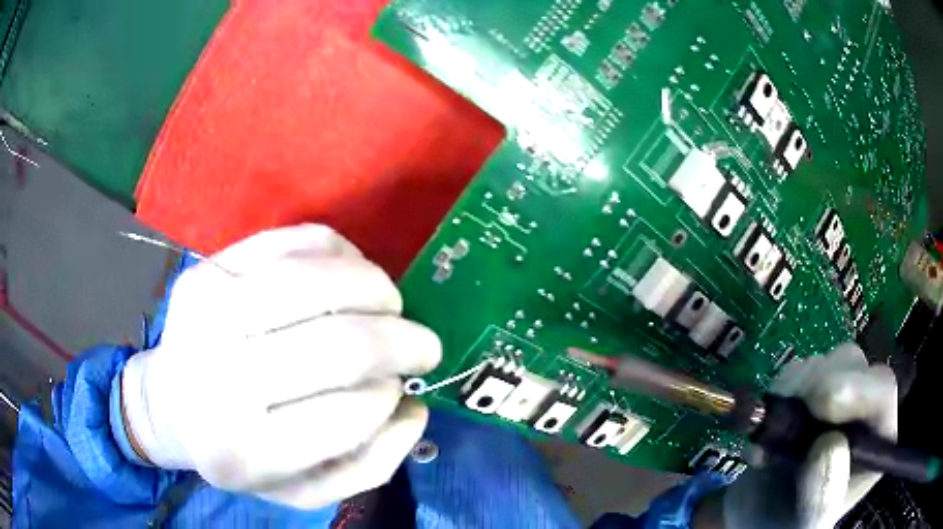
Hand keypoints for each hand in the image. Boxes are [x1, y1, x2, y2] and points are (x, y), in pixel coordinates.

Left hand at [120, 224, 441, 508]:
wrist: (172, 404)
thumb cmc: (241, 453)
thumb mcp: (305, 490)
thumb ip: (369, 465)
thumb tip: (411, 407)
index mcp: (245, 452)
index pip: (346, 416)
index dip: (389, 394)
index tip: (400, 386)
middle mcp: (219, 381)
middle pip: (337, 345)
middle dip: (400, 339)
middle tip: (421, 343)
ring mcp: (206, 313)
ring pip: (316, 279)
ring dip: (375, 287)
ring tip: (390, 303)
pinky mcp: (208, 267)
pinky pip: (292, 240)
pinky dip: (339, 252)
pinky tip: (349, 273)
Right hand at [716, 343, 897, 528]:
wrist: (757, 516)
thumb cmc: (788, 523)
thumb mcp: (805, 523)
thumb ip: (823, 495)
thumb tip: (830, 446)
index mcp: (875, 442)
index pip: (882, 392)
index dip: (857, 388)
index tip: (821, 402)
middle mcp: (863, 411)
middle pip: (854, 366)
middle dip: (820, 384)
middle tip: (789, 416)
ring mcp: (838, 396)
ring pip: (826, 362)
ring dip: (795, 390)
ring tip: (774, 436)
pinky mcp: (811, 389)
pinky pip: (797, 370)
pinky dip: (779, 392)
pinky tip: (770, 428)